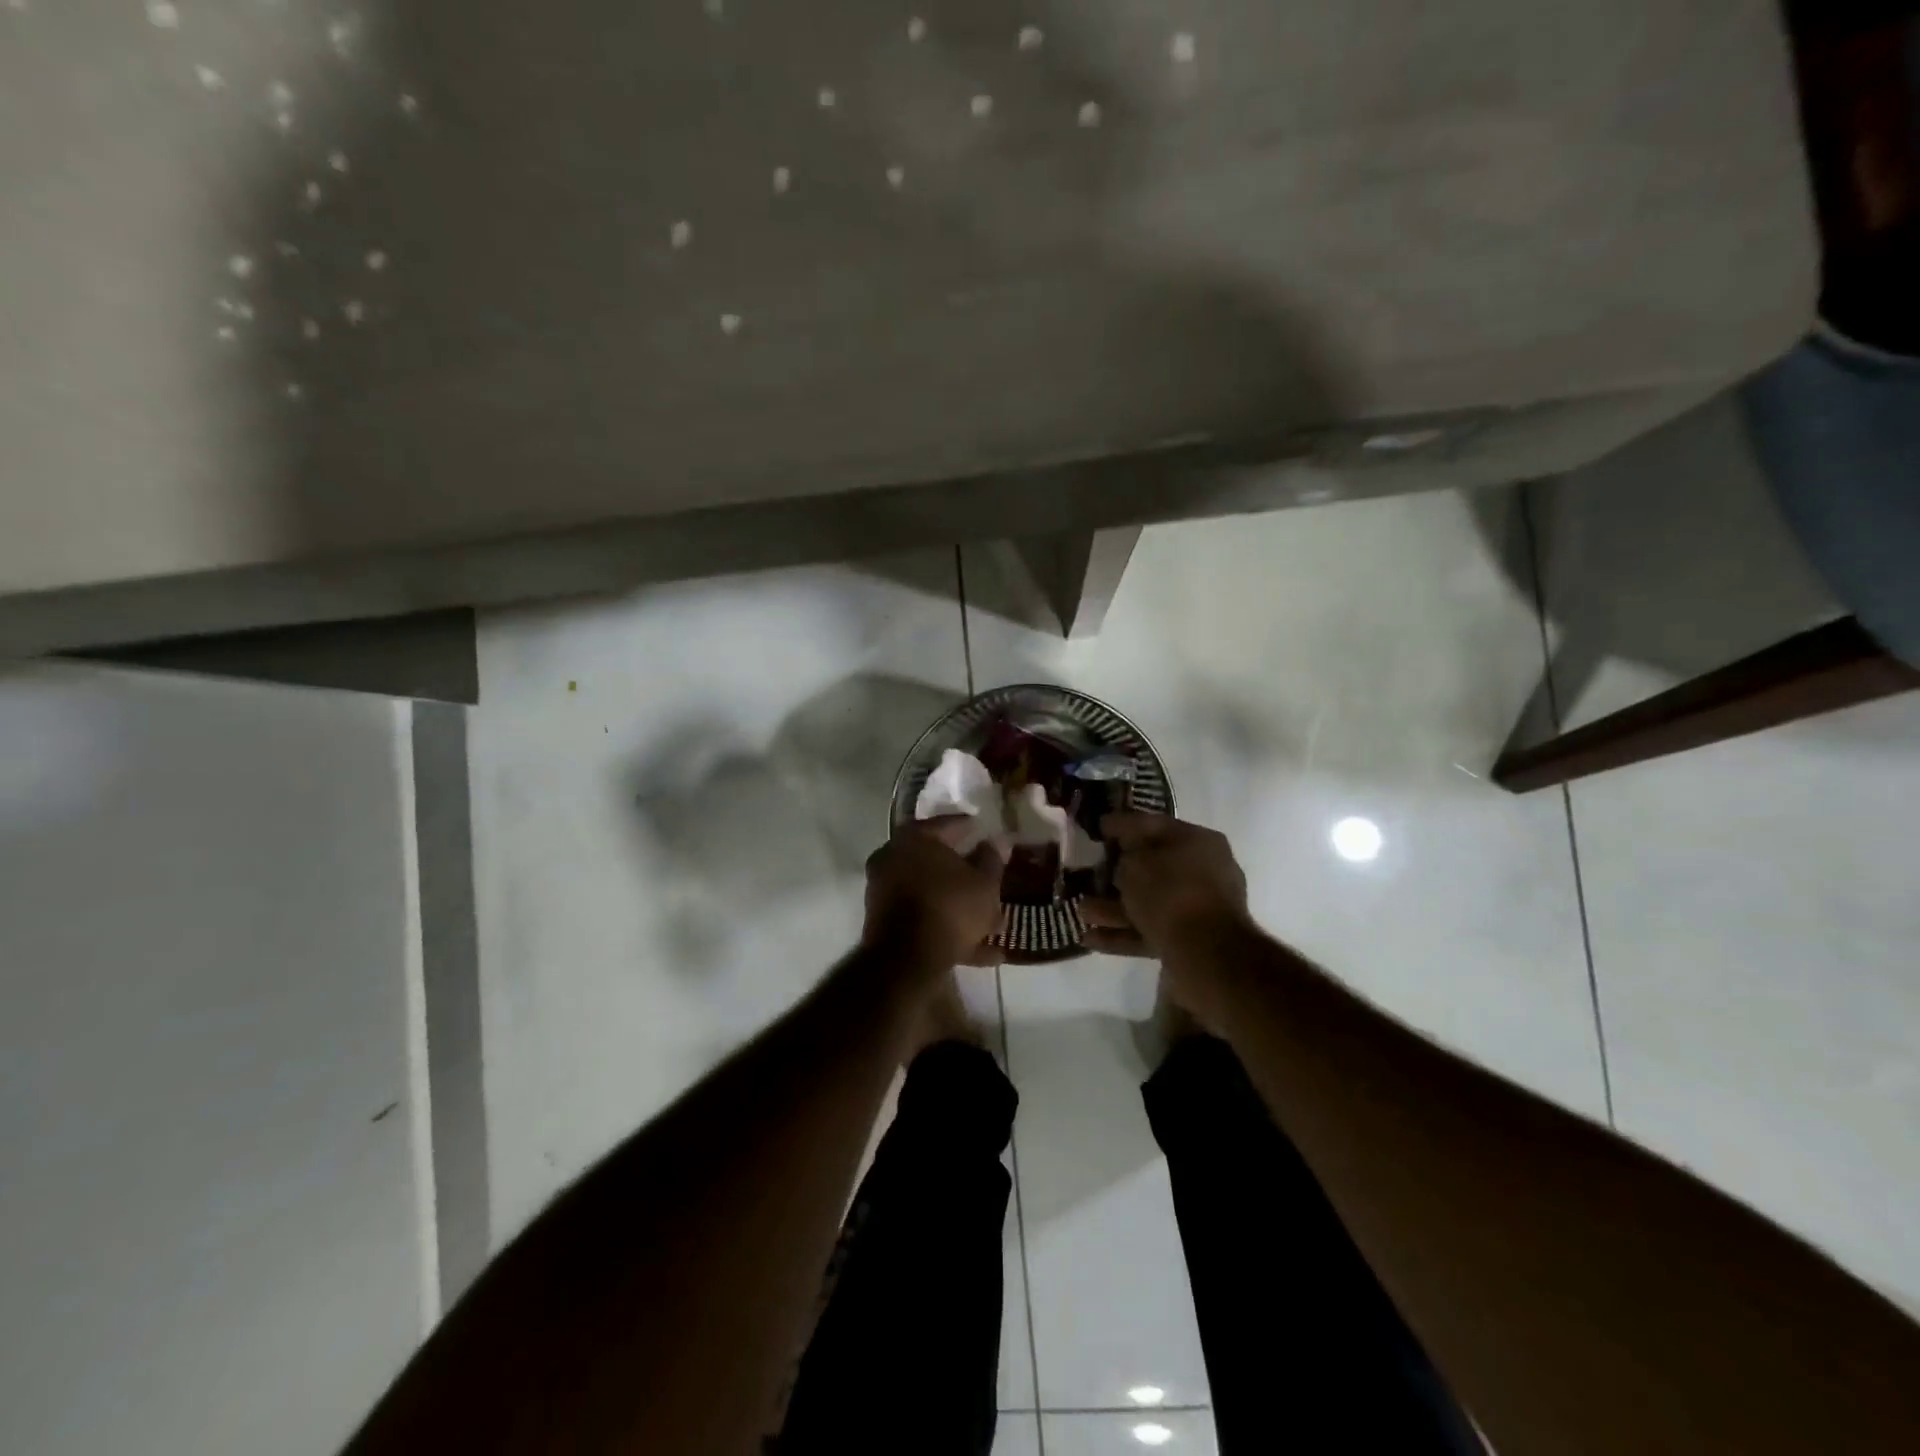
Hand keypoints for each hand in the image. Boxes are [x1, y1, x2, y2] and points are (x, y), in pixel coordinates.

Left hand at [863, 819, 1007, 970]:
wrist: (906, 960)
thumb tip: (996, 842)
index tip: (988, 834)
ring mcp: (884, 890)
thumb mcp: (984, 883)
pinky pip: (923, 917)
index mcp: (914, 838)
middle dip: (968, 875)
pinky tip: (981, 951)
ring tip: (994, 924)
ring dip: (961, 906)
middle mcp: (893, 857)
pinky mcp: (884, 922)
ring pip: (932, 893)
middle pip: (938, 862)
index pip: (949, 824)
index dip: (973, 829)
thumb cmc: (950, 907)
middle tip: (992, 880)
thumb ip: (992, 860)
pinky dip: (948, 928)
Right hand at [1080, 812, 1253, 960]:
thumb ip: (1124, 852)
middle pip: (1151, 866)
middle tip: (1086, 872)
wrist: (1206, 955)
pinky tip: (1090, 938)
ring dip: (1112, 906)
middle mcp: (1202, 872)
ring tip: (1080, 910)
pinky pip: (1148, 930)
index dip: (1121, 825)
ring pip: (1147, 901)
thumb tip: (1121, 854)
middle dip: (1115, 872)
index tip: (1095, 829)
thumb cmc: (1170, 892)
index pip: (1153, 825)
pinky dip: (1121, 933)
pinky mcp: (1187, 941)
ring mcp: (1197, 909)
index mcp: (1198, 842)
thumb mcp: (1136, 861)